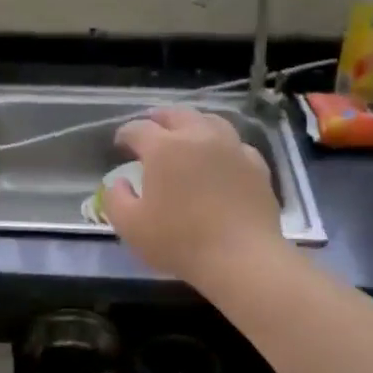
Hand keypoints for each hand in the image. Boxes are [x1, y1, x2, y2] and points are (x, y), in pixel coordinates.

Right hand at [104, 108, 284, 286]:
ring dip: (192, 123)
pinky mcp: (256, 165)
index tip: (119, 144)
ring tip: (186, 133)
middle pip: (176, 115)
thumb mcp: (130, 226)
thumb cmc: (179, 242)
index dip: (125, 134)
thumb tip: (118, 183)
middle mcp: (198, 137)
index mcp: (164, 148)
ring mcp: (232, 148)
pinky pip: (236, 144)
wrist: (241, 258)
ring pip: (210, 121)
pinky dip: (222, 144)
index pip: (138, 129)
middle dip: (159, 119)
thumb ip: (115, 200)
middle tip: (150, 129)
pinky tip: (221, 157)